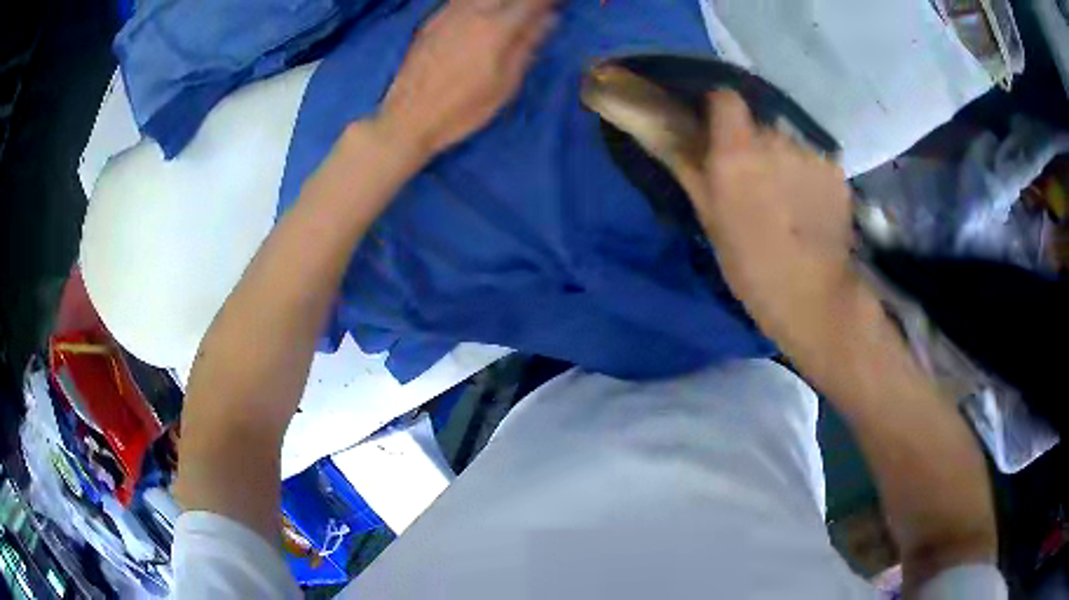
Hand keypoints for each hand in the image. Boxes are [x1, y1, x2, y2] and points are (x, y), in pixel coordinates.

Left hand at [376, 0, 557, 157]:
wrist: (408, 118)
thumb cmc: (463, 109)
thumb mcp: (505, 84)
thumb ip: (527, 45)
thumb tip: (549, 19)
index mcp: (496, 28)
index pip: (531, 2)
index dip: (547, 2)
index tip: (559, 5)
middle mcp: (472, 12)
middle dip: (522, 2)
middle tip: (534, 10)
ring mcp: (448, 14)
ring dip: (499, 2)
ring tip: (509, 12)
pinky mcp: (430, 22)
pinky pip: (459, 0)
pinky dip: (475, 3)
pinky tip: (480, 12)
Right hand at [673, 92, 856, 350]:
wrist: (813, 297)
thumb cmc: (751, 265)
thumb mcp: (709, 218)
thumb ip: (689, 167)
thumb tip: (663, 132)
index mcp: (736, 151)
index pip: (725, 97)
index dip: (719, 109)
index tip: (717, 131)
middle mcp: (774, 140)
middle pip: (759, 124)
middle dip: (753, 144)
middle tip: (755, 182)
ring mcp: (810, 154)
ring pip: (788, 143)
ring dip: (783, 161)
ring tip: (787, 202)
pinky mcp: (835, 171)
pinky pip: (813, 161)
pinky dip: (809, 176)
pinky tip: (810, 209)